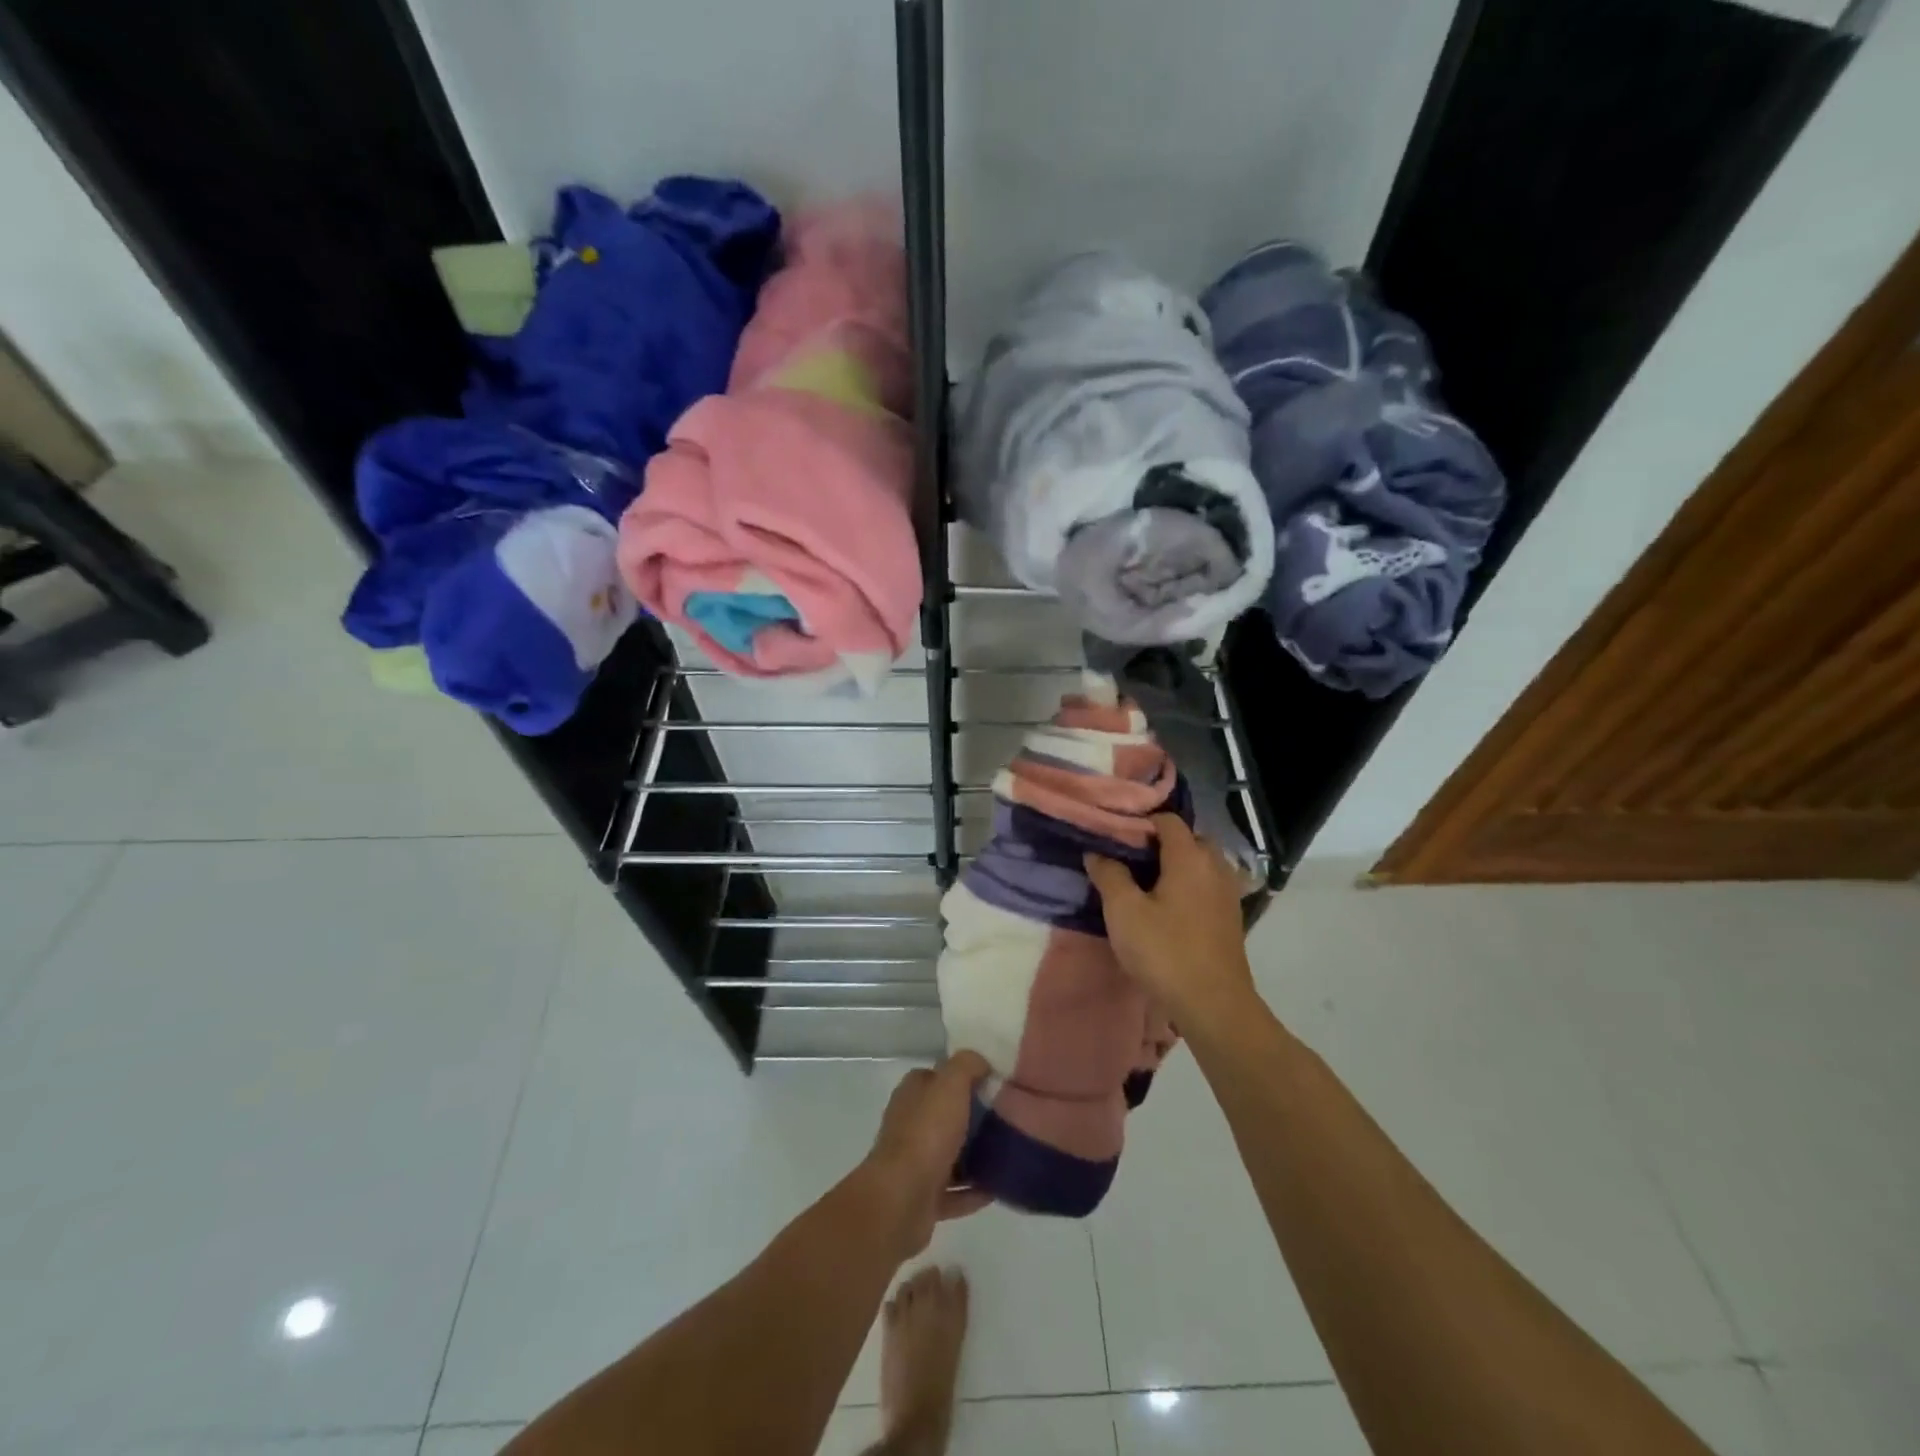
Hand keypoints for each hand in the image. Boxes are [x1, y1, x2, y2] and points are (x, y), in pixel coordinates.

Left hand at [863, 1051, 993, 1257]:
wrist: (901, 1200)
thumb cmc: (926, 1134)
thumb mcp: (950, 1085)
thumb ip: (966, 1065)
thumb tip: (980, 1061)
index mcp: (912, 1095)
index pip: (936, 1076)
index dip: (961, 1076)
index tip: (992, 1081)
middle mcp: (909, 1125)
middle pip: (944, 1115)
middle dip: (972, 1116)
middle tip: (1006, 1117)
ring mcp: (914, 1164)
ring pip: (949, 1154)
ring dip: (974, 1156)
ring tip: (1007, 1152)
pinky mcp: (923, 1198)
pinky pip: (954, 1193)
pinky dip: (973, 1192)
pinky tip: (997, 1188)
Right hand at [1085, 813, 1258, 1035]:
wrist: (1214, 1006)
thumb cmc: (1165, 952)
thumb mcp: (1124, 912)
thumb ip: (1109, 874)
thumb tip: (1097, 852)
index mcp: (1190, 856)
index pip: (1167, 820)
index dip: (1139, 822)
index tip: (1113, 835)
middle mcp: (1215, 866)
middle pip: (1186, 838)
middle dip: (1157, 843)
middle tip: (1126, 859)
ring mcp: (1227, 892)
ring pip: (1198, 863)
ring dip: (1173, 866)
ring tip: (1142, 883)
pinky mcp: (1230, 916)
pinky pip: (1205, 885)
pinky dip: (1186, 886)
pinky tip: (1165, 906)